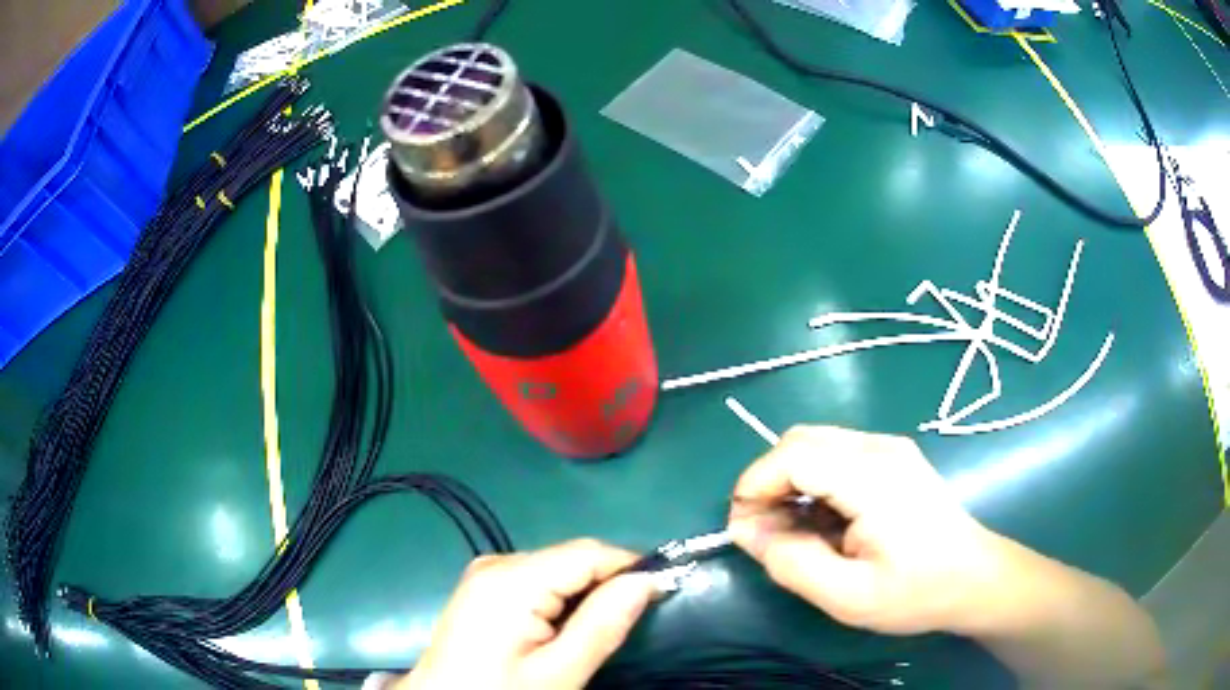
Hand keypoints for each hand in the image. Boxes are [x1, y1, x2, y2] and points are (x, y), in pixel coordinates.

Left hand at [400, 539, 656, 689]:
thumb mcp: (559, 671)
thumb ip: (603, 623)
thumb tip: (648, 580)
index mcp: (513, 578)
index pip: (590, 552)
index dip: (632, 566)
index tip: (664, 592)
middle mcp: (497, 563)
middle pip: (572, 558)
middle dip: (609, 582)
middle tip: (631, 621)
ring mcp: (486, 574)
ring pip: (558, 568)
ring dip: (586, 592)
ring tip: (598, 629)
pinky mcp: (483, 588)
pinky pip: (536, 580)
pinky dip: (561, 598)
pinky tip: (564, 628)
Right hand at [728, 425, 1000, 634]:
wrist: (977, 579)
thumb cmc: (917, 592)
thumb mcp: (847, 596)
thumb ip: (791, 562)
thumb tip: (746, 531)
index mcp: (872, 477)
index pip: (793, 455)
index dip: (754, 485)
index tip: (742, 529)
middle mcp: (880, 448)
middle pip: (800, 440)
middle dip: (768, 481)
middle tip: (763, 532)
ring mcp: (890, 449)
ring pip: (816, 445)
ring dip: (789, 482)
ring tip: (793, 532)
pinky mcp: (895, 458)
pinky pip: (837, 455)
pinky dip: (813, 482)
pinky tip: (824, 521)